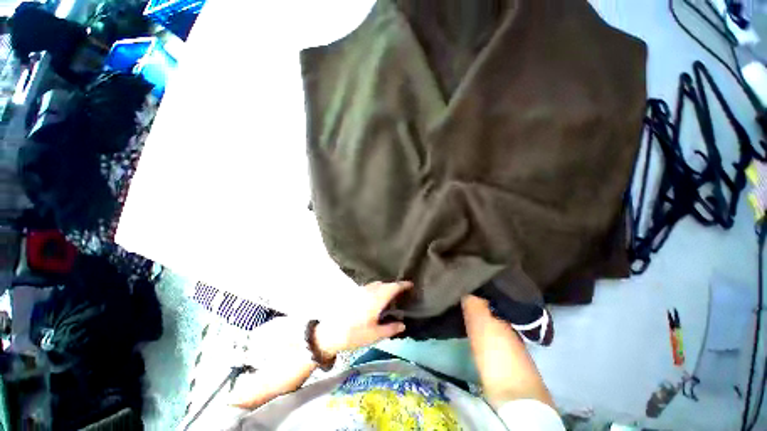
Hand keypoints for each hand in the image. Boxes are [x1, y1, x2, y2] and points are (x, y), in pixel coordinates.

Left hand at [315, 281, 411, 356]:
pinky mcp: (354, 294)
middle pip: (385, 284)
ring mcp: (360, 291)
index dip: (403, 285)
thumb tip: (403, 324)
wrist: (329, 333)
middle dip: (394, 286)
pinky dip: (377, 289)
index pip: (393, 287)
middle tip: (402, 293)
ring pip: (377, 285)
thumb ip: (390, 328)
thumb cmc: (354, 334)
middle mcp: (369, 291)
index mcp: (377, 298)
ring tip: (390, 296)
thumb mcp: (375, 335)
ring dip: (385, 287)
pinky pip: (369, 287)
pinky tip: (376, 300)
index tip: (411, 284)